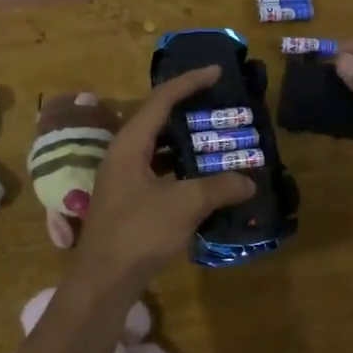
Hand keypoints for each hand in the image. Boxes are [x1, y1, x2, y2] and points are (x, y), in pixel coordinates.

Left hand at [67, 66, 255, 302]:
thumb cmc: (138, 233)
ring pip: (159, 149)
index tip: (217, 71)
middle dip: (190, 111)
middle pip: (158, 121)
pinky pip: (159, 172)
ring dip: (187, 144)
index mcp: (129, 144)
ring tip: (218, 140)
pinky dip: (182, 170)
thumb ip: (218, 188)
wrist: (103, 281)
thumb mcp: (183, 205)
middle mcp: (123, 155)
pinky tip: (205, 180)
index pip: (161, 100)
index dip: (189, 82)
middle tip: (221, 106)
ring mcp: (124, 179)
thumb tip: (248, 181)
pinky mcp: (129, 201)